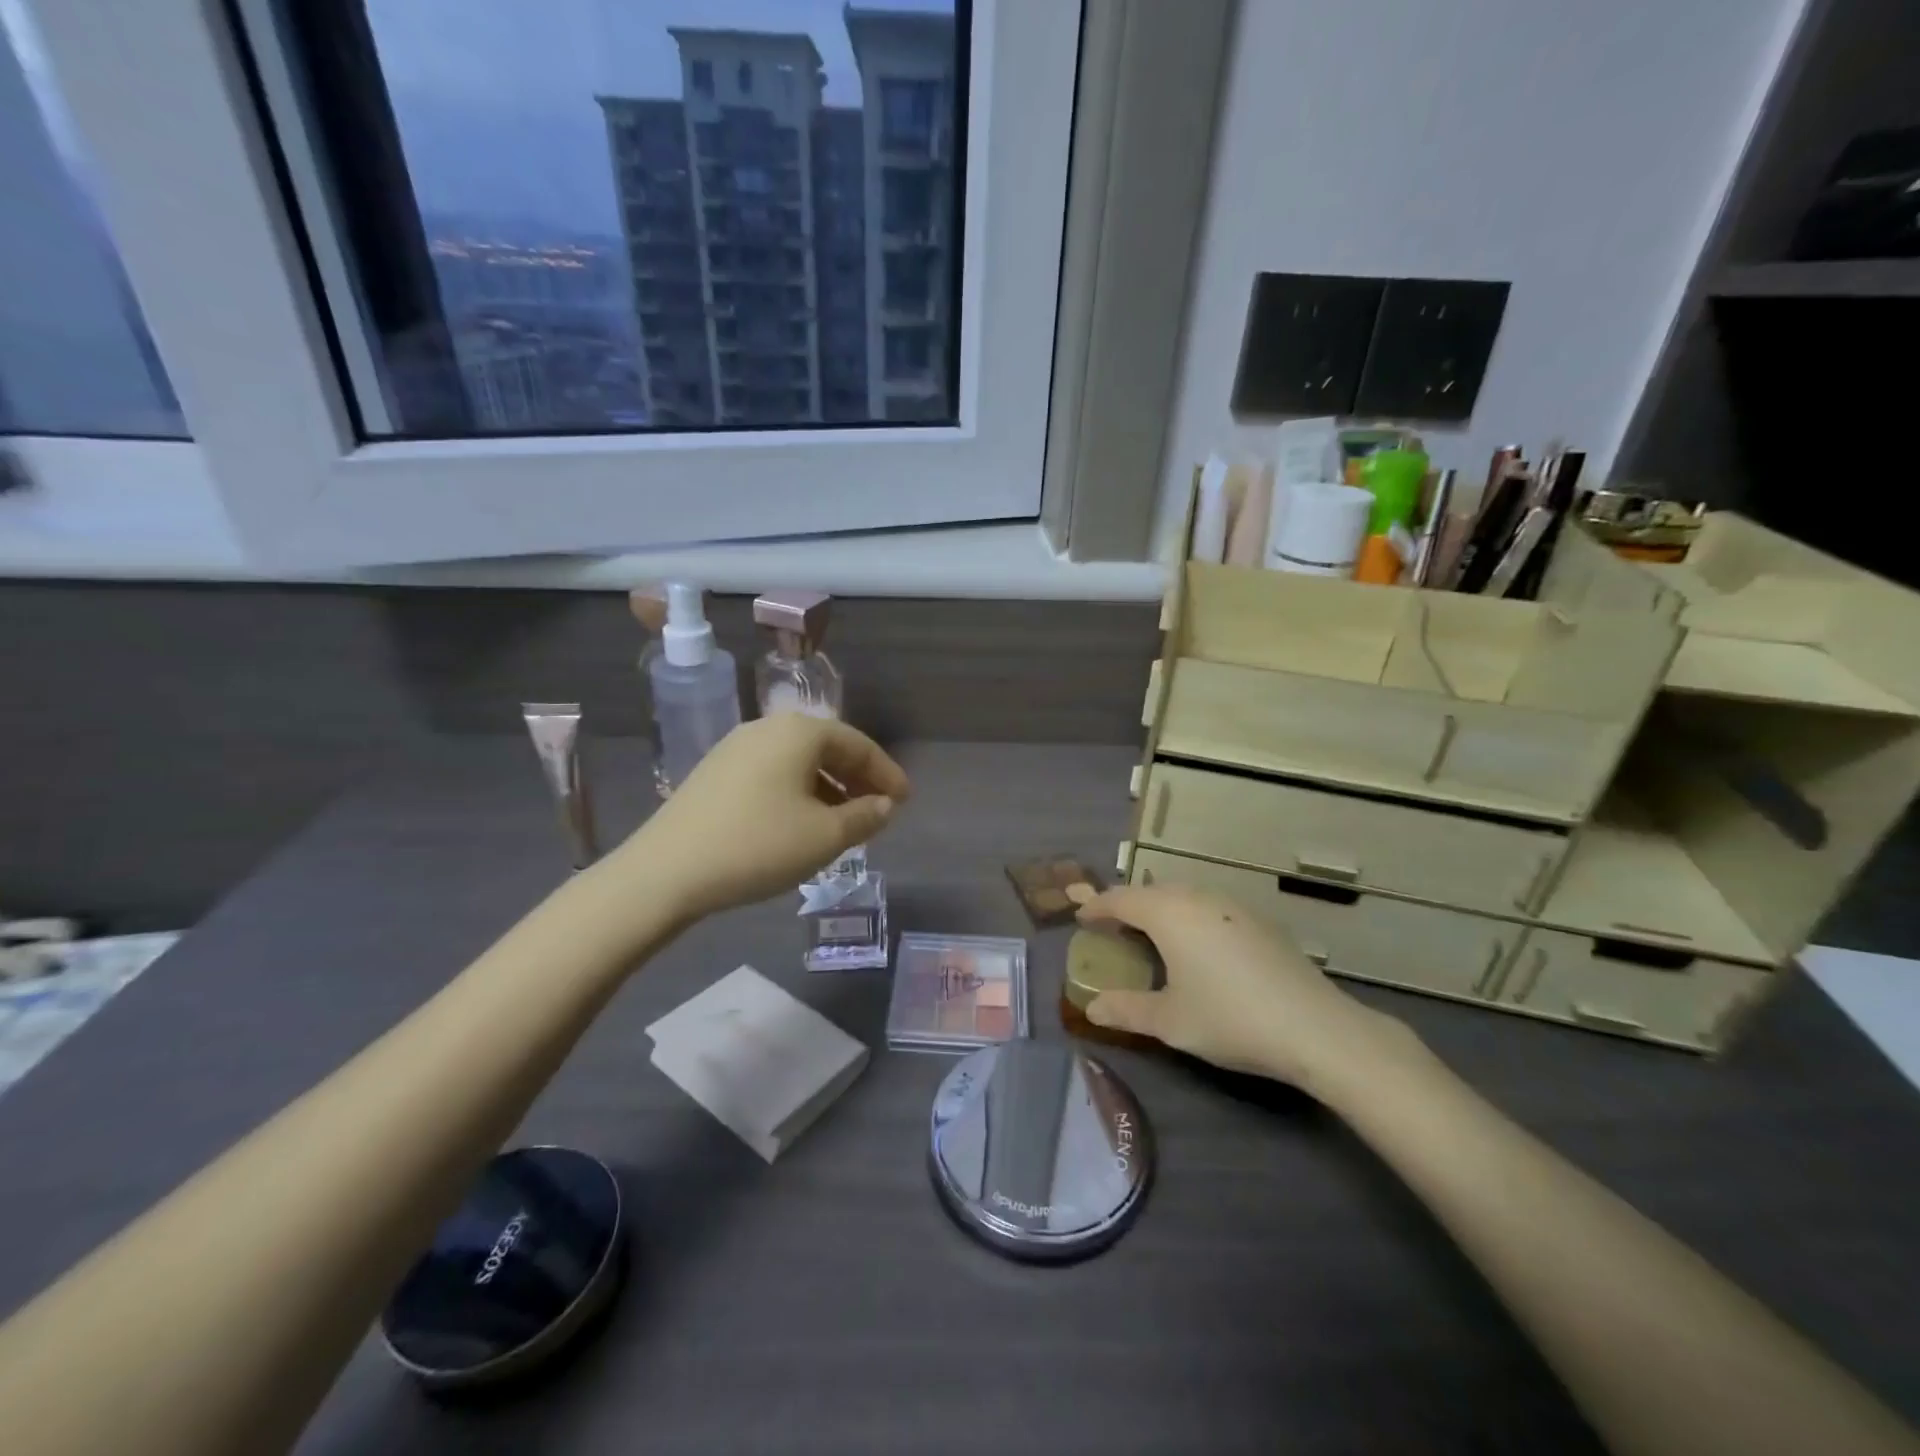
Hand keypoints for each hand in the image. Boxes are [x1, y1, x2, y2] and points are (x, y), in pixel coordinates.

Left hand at [620, 714, 909, 922]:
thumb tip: (885, 805)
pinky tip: (800, 823)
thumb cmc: (758, 846)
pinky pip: (772, 773)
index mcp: (799, 732)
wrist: (666, 872)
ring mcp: (735, 748)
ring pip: (797, 762)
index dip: (886, 773)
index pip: (857, 744)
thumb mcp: (825, 837)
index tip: (906, 800)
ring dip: (828, 788)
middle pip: (826, 748)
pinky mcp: (714, 772)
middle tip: (879, 810)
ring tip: (844, 822)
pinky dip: (798, 792)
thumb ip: (865, 817)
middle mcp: (767, 728)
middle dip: (857, 779)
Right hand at [1069, 882, 1414, 1092]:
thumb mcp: (1170, 1021)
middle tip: (1113, 929)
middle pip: (1152, 892)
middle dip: (1129, 906)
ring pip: (1184, 896)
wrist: (1315, 1027)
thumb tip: (1091, 1008)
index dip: (1097, 908)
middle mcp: (1198, 898)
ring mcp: (1234, 906)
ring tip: (1152, 936)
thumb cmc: (1229, 1019)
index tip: (1081, 919)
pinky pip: (1210, 907)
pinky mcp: (1260, 921)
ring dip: (1161, 910)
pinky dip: (1191, 918)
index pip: (1121, 899)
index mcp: (1169, 914)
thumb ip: (1126, 1010)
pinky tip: (1199, 947)